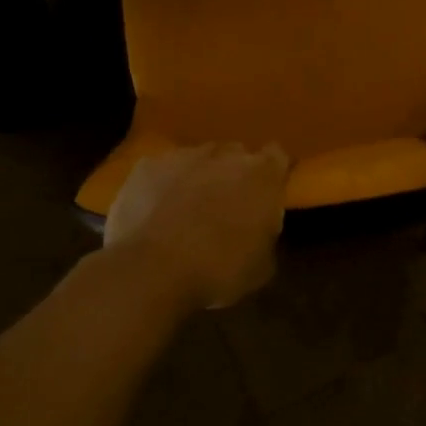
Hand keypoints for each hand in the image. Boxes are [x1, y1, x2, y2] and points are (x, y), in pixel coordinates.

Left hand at [104, 143, 289, 309]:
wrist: (153, 271)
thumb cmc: (219, 270)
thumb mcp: (261, 266)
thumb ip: (266, 233)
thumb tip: (258, 228)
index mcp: (262, 175)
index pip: (277, 156)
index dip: (273, 173)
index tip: (268, 191)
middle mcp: (226, 154)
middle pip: (236, 154)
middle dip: (235, 174)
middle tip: (228, 204)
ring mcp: (183, 156)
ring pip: (199, 158)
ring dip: (199, 176)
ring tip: (188, 208)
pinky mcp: (148, 165)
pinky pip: (163, 170)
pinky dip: (164, 184)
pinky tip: (156, 210)